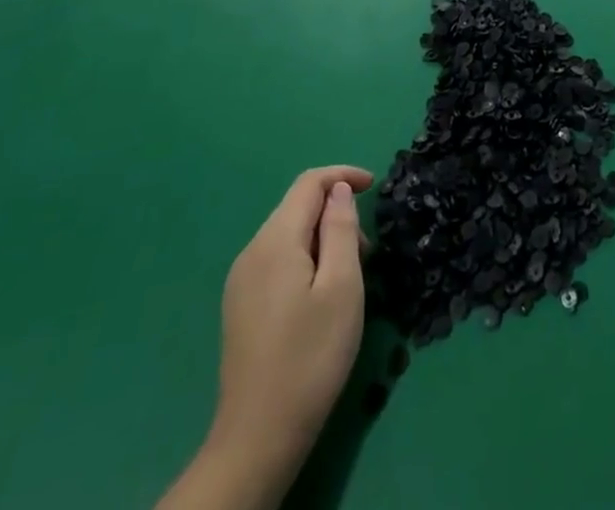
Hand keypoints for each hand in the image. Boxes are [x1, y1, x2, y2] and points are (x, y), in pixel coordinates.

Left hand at [212, 165, 371, 471]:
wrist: (257, 438)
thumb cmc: (310, 357)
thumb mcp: (342, 287)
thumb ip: (341, 229)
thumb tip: (338, 191)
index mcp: (275, 240)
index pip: (309, 183)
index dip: (342, 176)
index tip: (374, 185)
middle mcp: (252, 251)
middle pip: (297, 208)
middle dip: (335, 214)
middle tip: (367, 251)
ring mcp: (241, 281)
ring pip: (288, 235)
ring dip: (323, 239)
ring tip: (349, 277)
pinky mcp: (240, 306)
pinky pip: (278, 260)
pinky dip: (306, 259)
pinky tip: (321, 295)